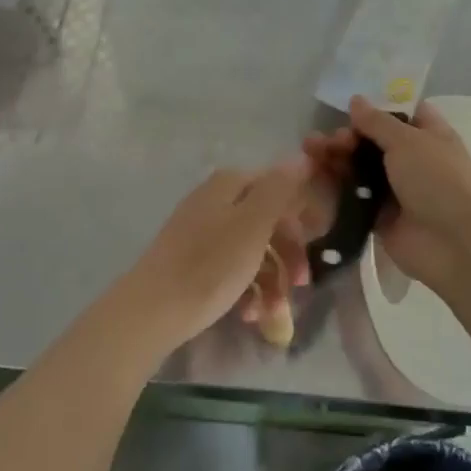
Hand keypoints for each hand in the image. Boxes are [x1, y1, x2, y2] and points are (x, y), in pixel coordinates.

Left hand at [119, 157, 312, 352]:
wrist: (150, 312)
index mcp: (229, 185)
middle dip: (288, 254)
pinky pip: (231, 269)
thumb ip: (280, 188)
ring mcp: (201, 232)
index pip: (279, 187)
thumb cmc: (210, 265)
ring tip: (273, 313)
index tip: (320, 243)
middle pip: (267, 221)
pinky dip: (246, 290)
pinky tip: (249, 315)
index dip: (301, 214)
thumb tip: (302, 155)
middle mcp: (215, 201)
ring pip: (252, 249)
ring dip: (270, 280)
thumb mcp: (254, 224)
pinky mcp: (192, 262)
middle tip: (300, 284)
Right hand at [298, 98, 470, 293]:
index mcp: (428, 135)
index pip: (400, 114)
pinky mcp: (380, 219)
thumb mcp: (408, 140)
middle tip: (326, 139)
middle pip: (372, 142)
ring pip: (360, 170)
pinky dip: (335, 188)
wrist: (455, 244)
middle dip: (347, 137)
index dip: (375, 109)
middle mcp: (412, 160)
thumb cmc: (438, 180)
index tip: (346, 107)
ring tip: (309, 151)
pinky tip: (313, 178)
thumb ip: (377, 122)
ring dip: (336, 159)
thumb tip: (356, 100)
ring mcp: (396, 191)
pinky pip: (354, 199)